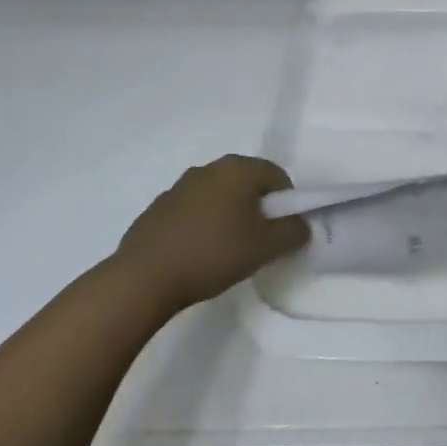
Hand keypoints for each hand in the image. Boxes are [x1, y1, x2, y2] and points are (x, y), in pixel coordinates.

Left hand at [111, 155, 308, 314]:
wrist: (144, 277)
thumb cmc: (214, 254)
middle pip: (247, 182)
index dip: (287, 202)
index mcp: (238, 169)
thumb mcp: (266, 247)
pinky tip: (198, 254)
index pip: (277, 175)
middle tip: (259, 241)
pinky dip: (202, 225)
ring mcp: (179, 186)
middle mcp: (209, 168)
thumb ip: (293, 232)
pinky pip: (193, 210)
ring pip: (218, 196)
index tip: (282, 231)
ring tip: (227, 250)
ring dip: (229, 215)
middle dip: (258, 208)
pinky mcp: (158, 208)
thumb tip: (302, 224)